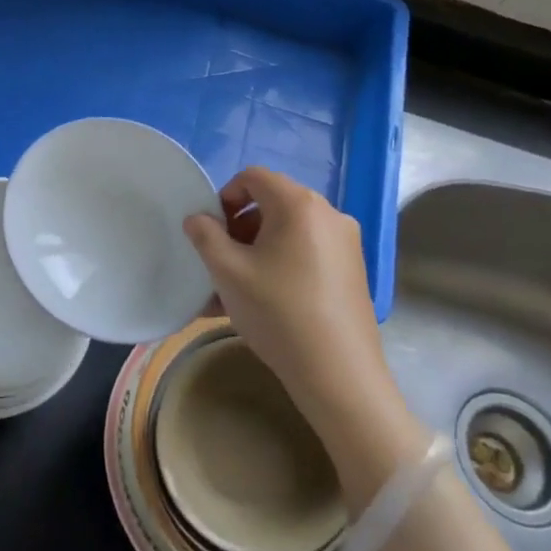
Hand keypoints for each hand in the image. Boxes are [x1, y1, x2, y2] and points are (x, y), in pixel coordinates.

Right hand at [183, 168, 425, 489]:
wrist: (338, 373)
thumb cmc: (277, 312)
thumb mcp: (228, 272)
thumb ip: (206, 236)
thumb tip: (198, 219)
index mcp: (299, 204)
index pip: (254, 177)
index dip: (225, 196)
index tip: (212, 231)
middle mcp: (328, 213)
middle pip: (273, 203)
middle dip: (240, 227)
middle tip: (221, 261)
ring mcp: (346, 242)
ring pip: (289, 232)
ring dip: (258, 249)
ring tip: (235, 289)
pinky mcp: (353, 270)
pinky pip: (307, 253)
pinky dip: (281, 264)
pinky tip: (263, 301)